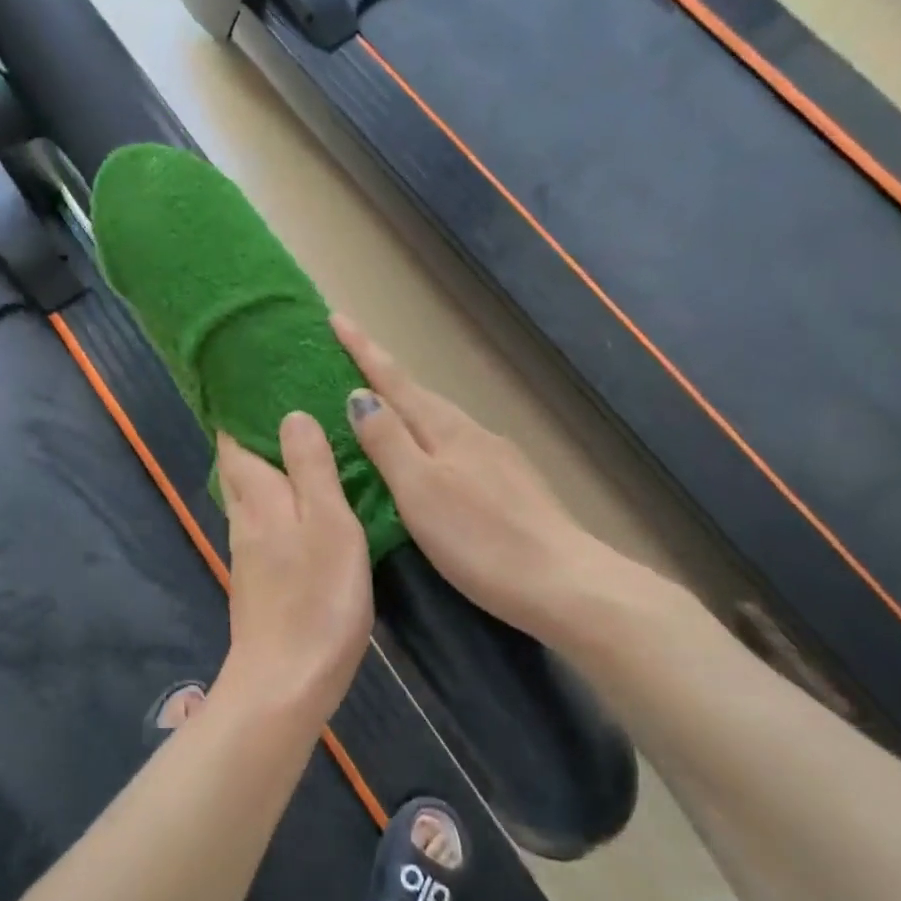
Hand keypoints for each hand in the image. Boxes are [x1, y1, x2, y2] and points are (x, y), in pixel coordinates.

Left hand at [215, 414, 374, 730]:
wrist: (286, 681)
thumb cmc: (316, 597)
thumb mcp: (328, 523)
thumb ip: (310, 468)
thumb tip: (291, 414)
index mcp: (258, 498)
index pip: (235, 442)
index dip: (238, 413)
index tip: (253, 383)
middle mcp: (245, 518)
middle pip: (238, 468)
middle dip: (251, 438)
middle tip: (279, 407)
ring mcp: (248, 552)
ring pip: (249, 496)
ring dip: (263, 468)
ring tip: (293, 446)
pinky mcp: (259, 579)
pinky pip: (263, 523)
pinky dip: (275, 501)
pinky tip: (297, 505)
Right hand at [332, 313, 684, 646]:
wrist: (563, 582)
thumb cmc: (481, 539)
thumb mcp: (420, 490)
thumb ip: (388, 441)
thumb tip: (359, 395)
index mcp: (446, 429)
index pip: (394, 381)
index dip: (363, 350)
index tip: (337, 318)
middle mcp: (471, 433)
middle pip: (418, 395)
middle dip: (383, 375)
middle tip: (348, 360)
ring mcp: (496, 458)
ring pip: (438, 422)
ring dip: (405, 408)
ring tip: (378, 409)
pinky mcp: (510, 485)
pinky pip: (454, 446)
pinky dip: (428, 439)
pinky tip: (427, 459)